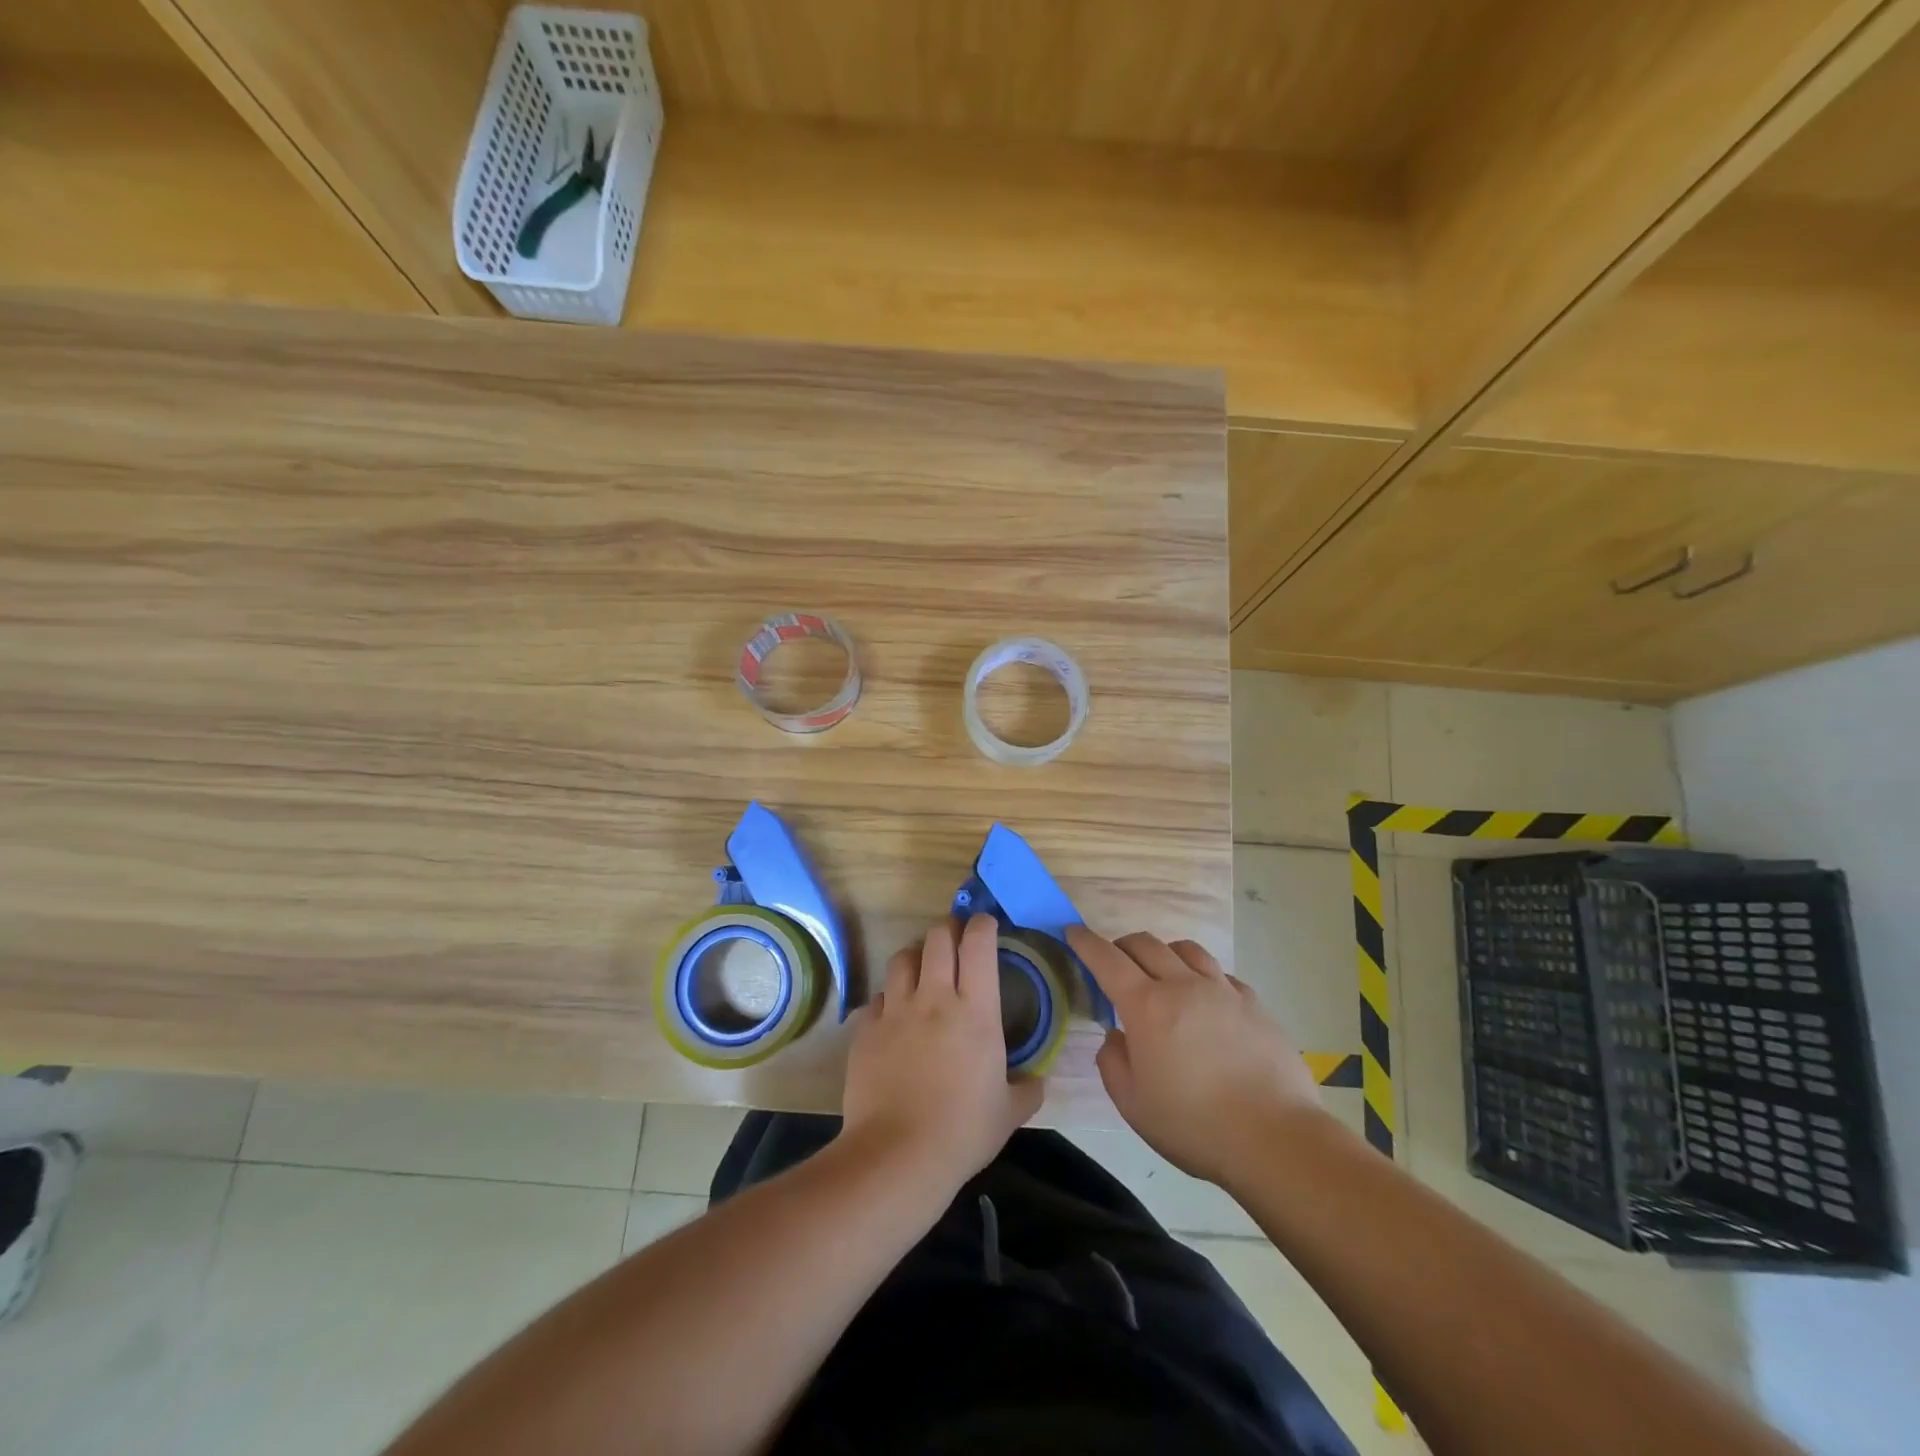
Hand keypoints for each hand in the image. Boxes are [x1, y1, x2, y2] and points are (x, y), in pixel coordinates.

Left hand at [840, 915, 1044, 1191]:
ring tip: (922, 969)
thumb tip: (1037, 1081)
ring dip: (916, 956)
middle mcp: (935, 997)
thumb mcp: (1009, 1113)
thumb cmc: (962, 1132)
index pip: (978, 943)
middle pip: (938, 938)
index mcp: (975, 1010)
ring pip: (903, 957)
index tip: (986, 925)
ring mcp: (896, 1010)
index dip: (982, 925)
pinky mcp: (866, 1028)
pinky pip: (878, 997)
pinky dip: (889, 997)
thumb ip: (1028, 1090)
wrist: (897, 1155)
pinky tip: (894, 1015)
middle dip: (948, 931)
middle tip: (955, 943)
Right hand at [1067, 925, 1328, 1185]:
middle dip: (1121, 945)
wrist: (1276, 1139)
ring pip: (1185, 949)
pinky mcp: (1254, 1003)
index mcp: (1146, 1006)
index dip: (1085, 942)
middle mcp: (1182, 985)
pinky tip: (1204, 999)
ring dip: (1163, 953)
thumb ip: (1113, 1062)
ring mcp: (1222, 990)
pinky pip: (1219, 973)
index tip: (1073, 932)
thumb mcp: (1133, 1105)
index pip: (1107, 959)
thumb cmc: (1195, 1125)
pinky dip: (1201, 975)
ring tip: (1161, 973)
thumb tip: (1116, 1035)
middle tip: (1114, 962)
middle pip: (1145, 944)